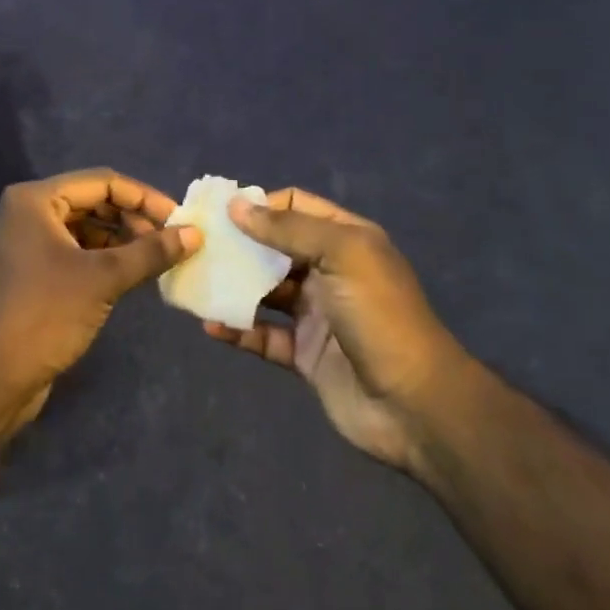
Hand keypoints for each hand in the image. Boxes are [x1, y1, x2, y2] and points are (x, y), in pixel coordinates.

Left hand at [0, 169, 198, 421]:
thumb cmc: (47, 314)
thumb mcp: (104, 278)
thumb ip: (150, 252)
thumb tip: (194, 234)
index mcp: (35, 200)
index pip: (101, 183)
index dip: (143, 198)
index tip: (179, 219)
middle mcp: (27, 212)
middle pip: (92, 202)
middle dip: (133, 218)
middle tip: (170, 240)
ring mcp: (27, 242)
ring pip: (85, 227)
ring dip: (121, 238)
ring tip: (157, 257)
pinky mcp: (32, 270)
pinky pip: (75, 249)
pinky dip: (104, 256)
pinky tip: (133, 272)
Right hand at [207, 188, 468, 480]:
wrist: (414, 404)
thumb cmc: (379, 315)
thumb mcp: (341, 255)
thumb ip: (288, 229)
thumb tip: (237, 205)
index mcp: (346, 240)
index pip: (294, 207)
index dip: (258, 206)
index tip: (218, 214)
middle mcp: (329, 271)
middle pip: (274, 248)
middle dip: (237, 245)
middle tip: (196, 247)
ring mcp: (316, 314)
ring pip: (264, 292)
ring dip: (232, 287)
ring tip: (195, 283)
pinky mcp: (304, 353)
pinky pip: (263, 335)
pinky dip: (238, 330)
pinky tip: (211, 325)